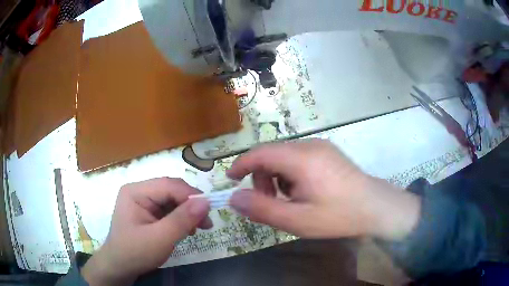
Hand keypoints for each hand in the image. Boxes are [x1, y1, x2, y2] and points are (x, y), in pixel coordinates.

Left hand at [81, 178, 211, 285]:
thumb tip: (206, 202)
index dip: (190, 195)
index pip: (168, 185)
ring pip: (172, 200)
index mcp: (136, 192)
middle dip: (190, 205)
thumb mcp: (160, 239)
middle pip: (171, 191)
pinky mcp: (147, 212)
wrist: (120, 267)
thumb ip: (182, 220)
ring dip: (187, 212)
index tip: (209, 211)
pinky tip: (187, 229)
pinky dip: (180, 218)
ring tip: (199, 228)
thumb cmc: (135, 252)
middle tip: (207, 223)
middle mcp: (139, 192)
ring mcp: (143, 202)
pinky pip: (168, 210)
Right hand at [228, 139, 420, 240]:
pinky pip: (297, 157)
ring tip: (289, 200)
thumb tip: (234, 198)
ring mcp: (320, 146)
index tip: (230, 179)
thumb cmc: (338, 216)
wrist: (376, 207)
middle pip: (271, 154)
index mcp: (301, 159)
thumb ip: (262, 209)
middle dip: (261, 177)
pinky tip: (303, 191)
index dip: (241, 164)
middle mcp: (309, 145)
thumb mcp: (297, 220)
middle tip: (270, 202)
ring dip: (277, 176)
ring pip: (284, 156)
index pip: (260, 153)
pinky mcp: (327, 152)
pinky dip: (290, 173)